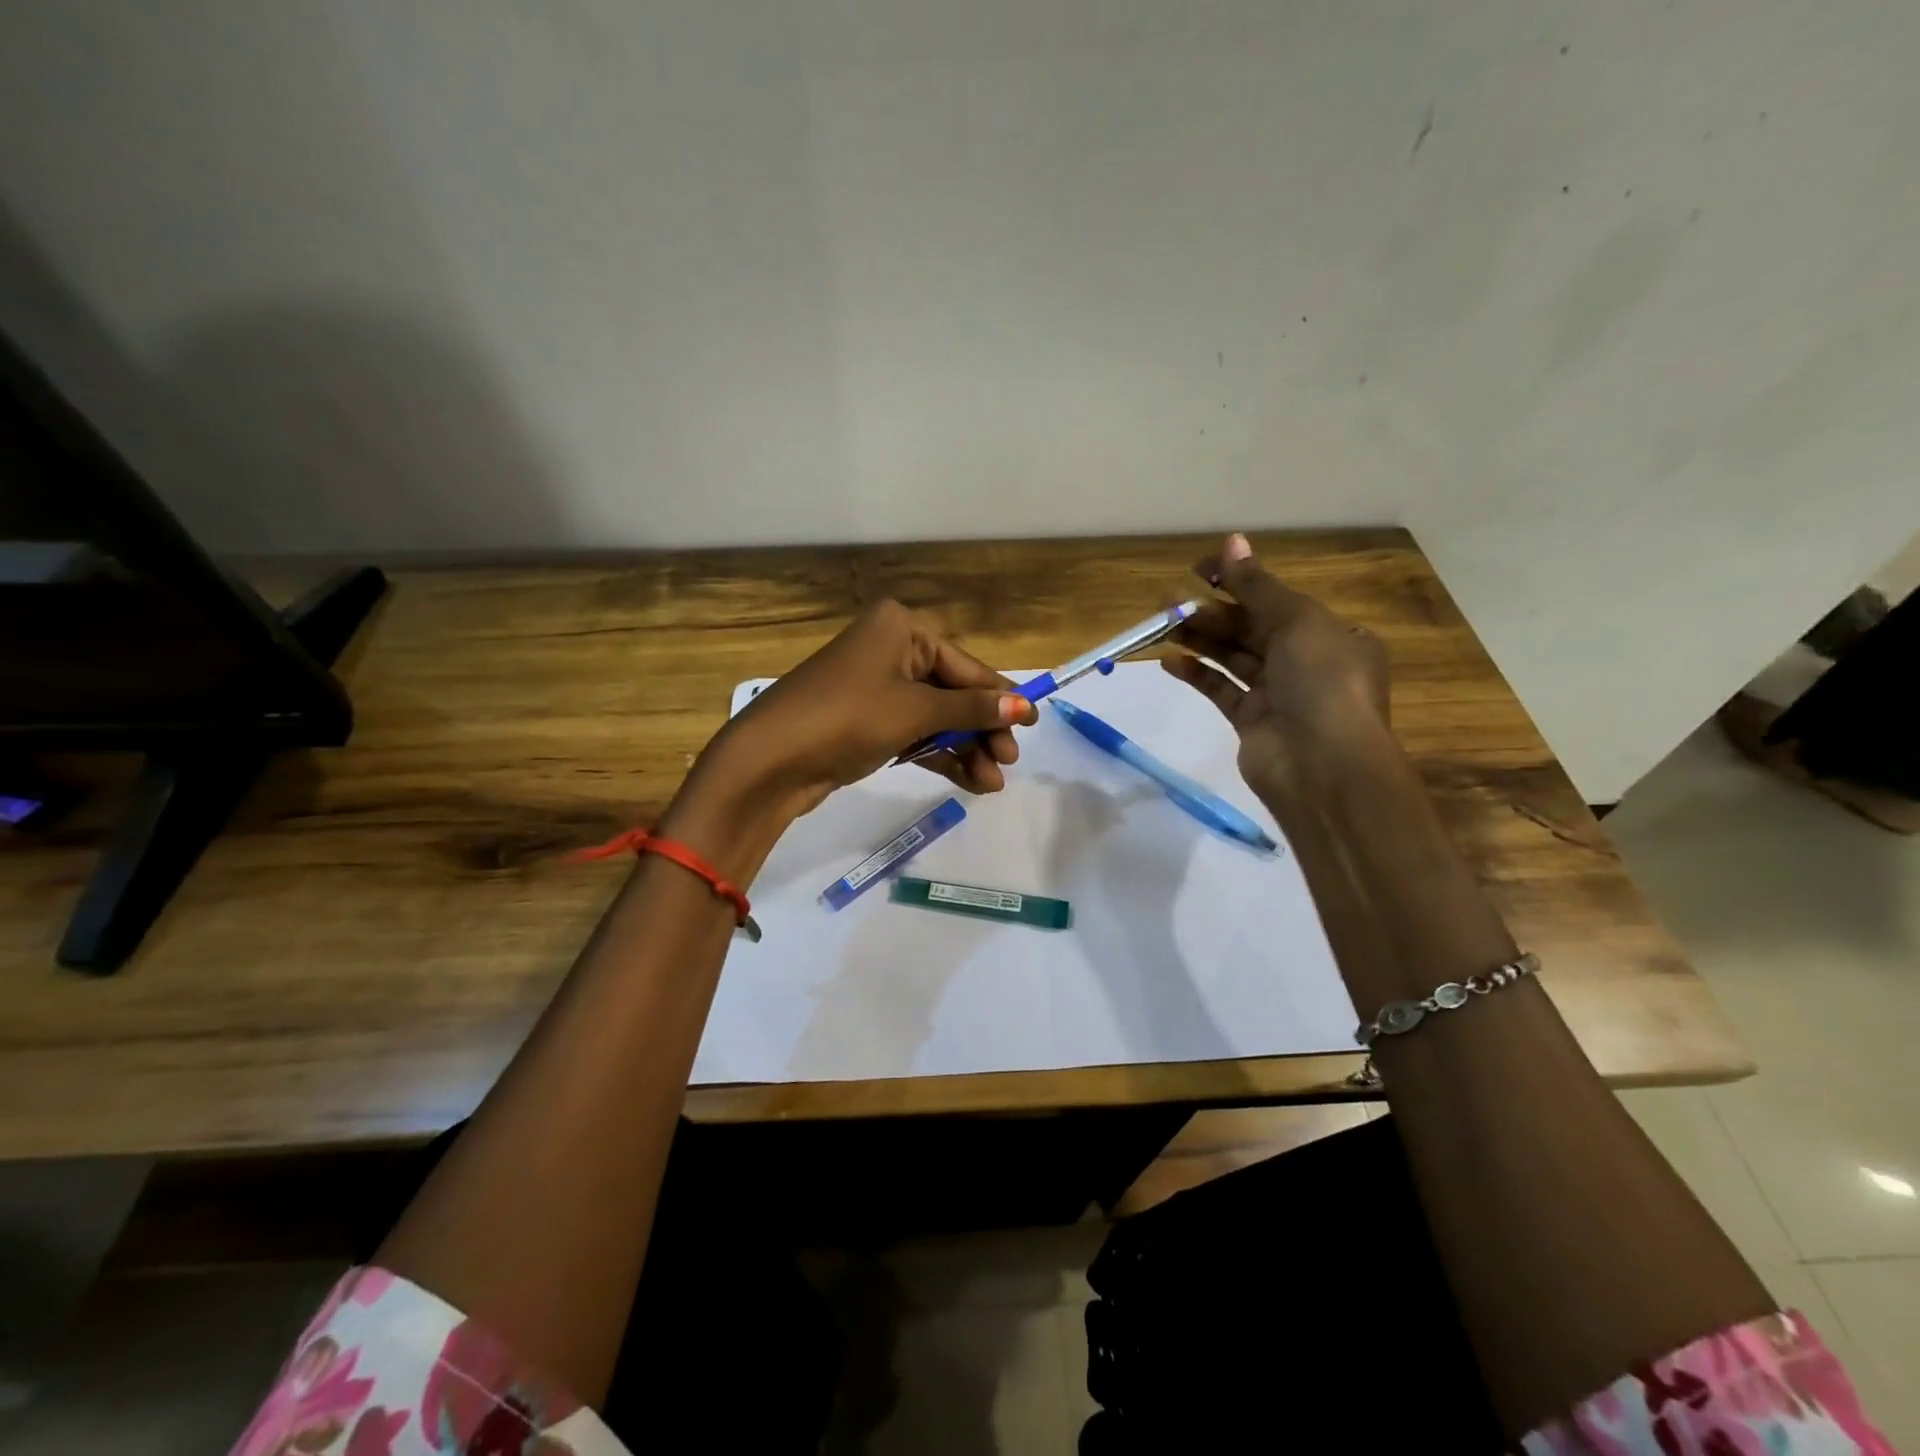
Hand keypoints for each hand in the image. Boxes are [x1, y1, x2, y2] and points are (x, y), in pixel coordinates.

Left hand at [703, 599, 1038, 820]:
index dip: (1001, 696)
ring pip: (934, 718)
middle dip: (981, 730)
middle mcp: (889, 650)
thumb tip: (1025, 706)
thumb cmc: (847, 717)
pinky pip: (913, 734)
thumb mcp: (915, 712)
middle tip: (1007, 763)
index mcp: (901, 628)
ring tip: (991, 785)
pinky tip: (968, 781)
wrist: (769, 760)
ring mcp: (875, 688)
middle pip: (952, 693)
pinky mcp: (865, 722)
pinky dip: (938, 755)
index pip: (965, 666)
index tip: (1033, 723)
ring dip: (964, 750)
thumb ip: (971, 710)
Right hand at [1163, 533, 1399, 812]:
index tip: (1198, 568)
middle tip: (1168, 599)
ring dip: (1199, 637)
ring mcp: (1279, 695)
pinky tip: (1169, 661)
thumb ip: (1258, 586)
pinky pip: (1221, 690)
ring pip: (1232, 657)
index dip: (1239, 579)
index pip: (1278, 598)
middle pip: (1251, 627)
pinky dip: (1197, 674)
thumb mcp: (1297, 622)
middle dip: (1211, 610)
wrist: (1323, 768)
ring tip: (1161, 622)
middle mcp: (1307, 661)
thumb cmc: (1322, 683)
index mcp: (1332, 634)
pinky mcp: (1252, 722)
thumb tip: (1231, 541)